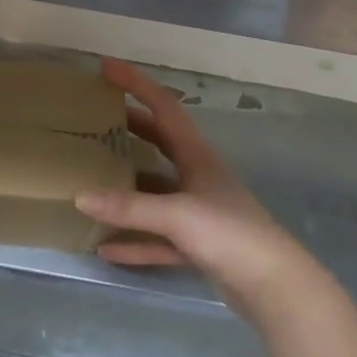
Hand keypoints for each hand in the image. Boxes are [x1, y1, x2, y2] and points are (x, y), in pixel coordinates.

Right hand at [76, 58, 320, 322]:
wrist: (276, 289)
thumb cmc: (230, 234)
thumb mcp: (178, 215)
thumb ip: (129, 207)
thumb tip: (79, 197)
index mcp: (196, 155)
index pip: (162, 106)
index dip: (135, 83)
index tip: (105, 67)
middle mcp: (197, 176)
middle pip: (158, 142)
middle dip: (129, 127)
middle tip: (96, 119)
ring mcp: (199, 212)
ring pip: (156, 190)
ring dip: (128, 186)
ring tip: (93, 178)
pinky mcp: (199, 245)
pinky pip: (158, 237)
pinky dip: (134, 240)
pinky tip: (106, 248)